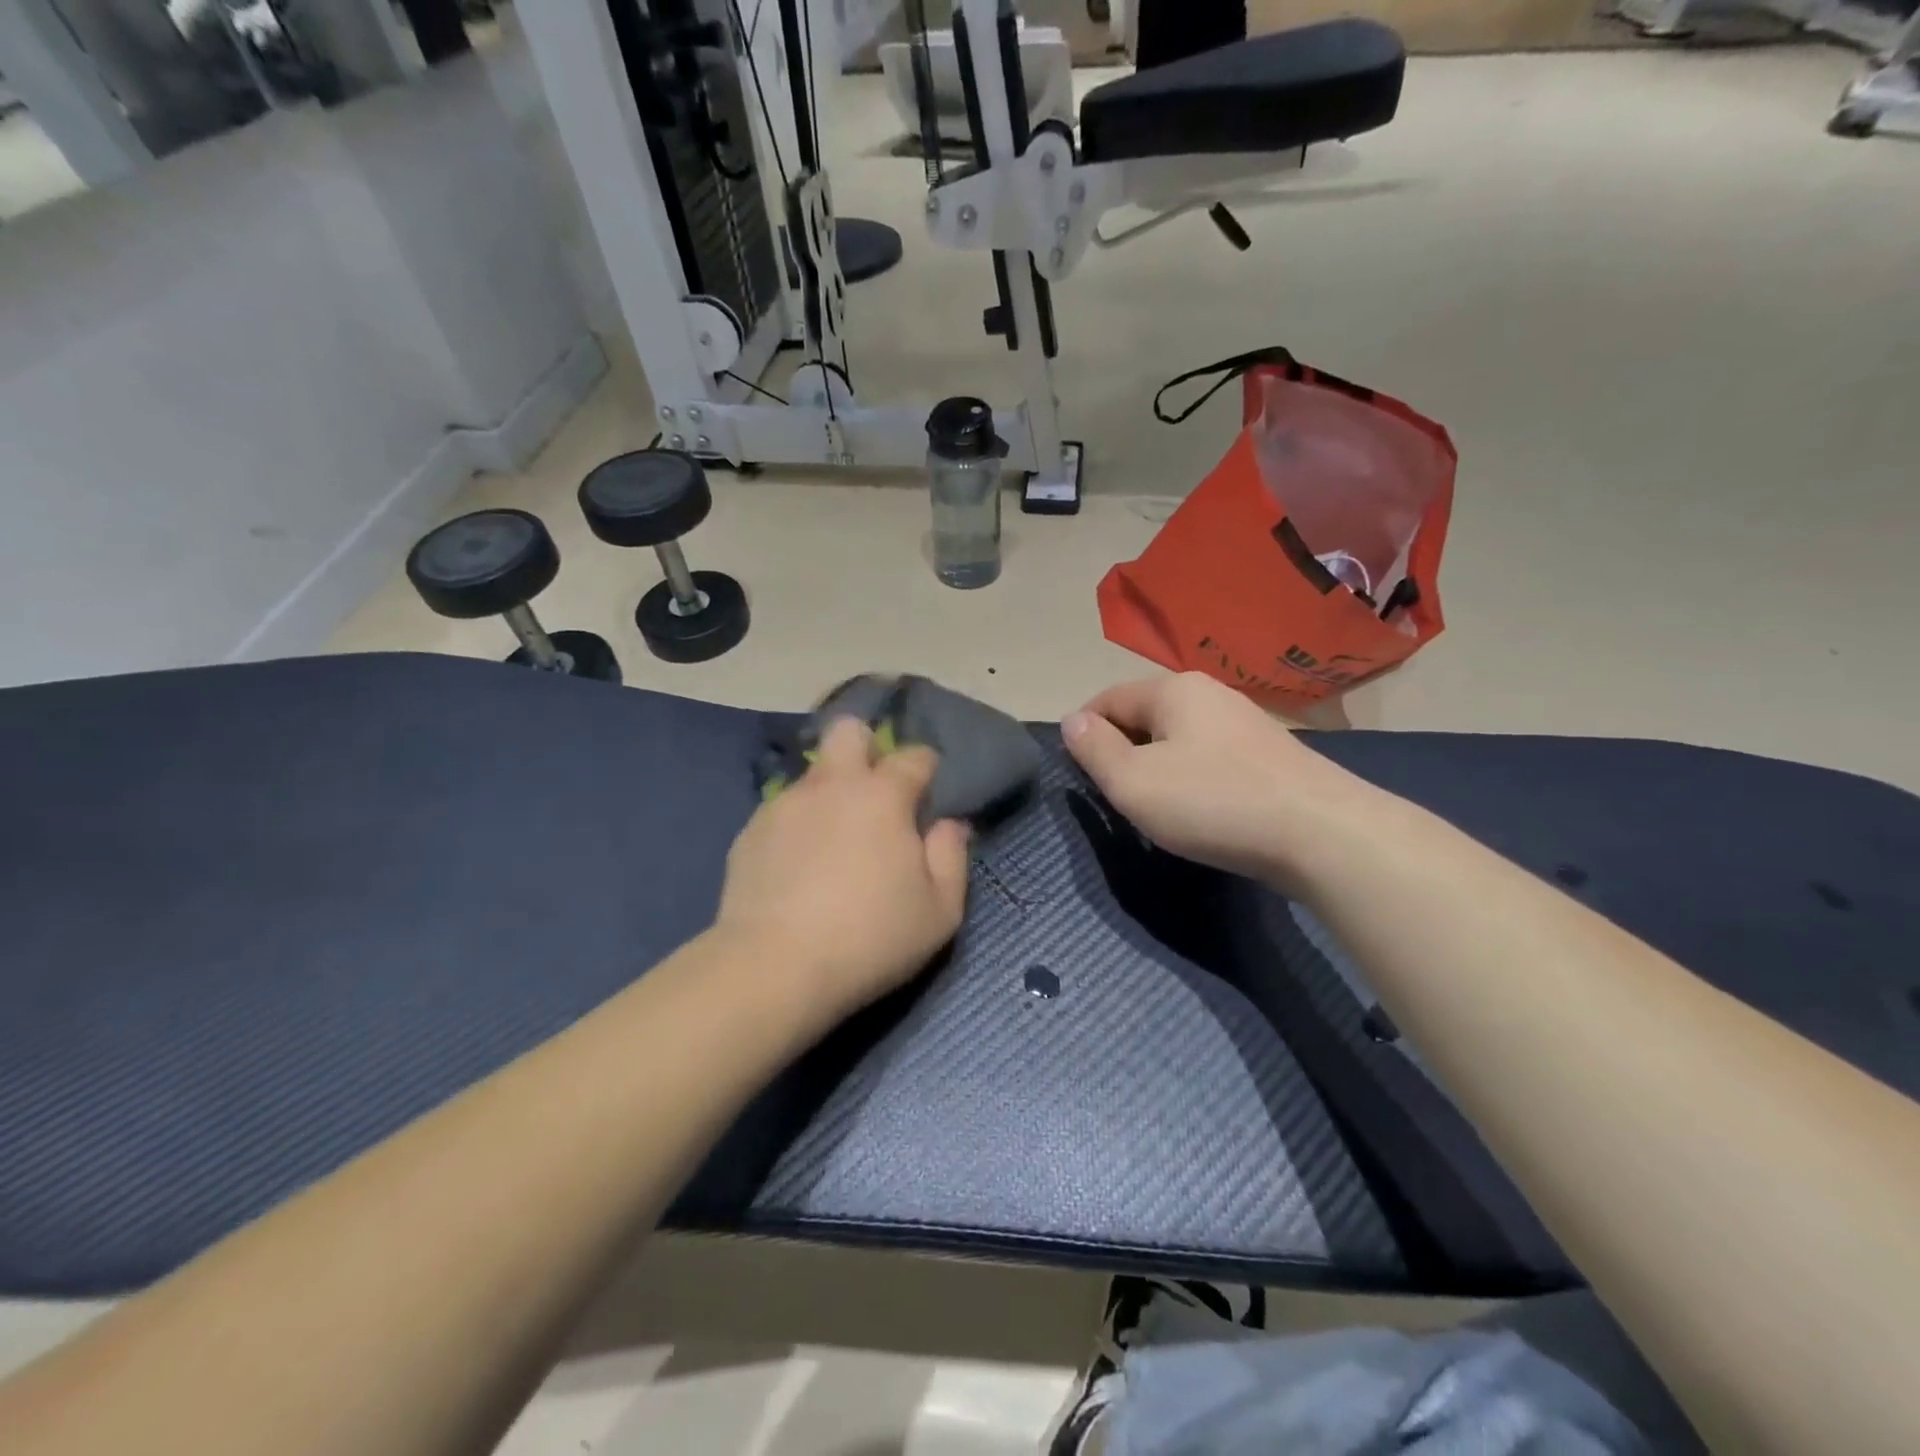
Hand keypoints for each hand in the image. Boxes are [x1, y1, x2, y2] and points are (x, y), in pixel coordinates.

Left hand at [715, 718, 970, 1025]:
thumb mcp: (939, 911)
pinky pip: (784, 811)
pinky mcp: (750, 831)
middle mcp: (831, 785)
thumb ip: (952, 858)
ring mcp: (785, 805)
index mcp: (882, 796)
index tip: (928, 797)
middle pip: (849, 731)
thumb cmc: (870, 939)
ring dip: (831, 792)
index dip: (927, 770)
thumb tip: (949, 824)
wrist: (773, 968)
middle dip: (868, 748)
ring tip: (834, 843)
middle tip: (876, 794)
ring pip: (813, 774)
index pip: (914, 756)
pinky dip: (799, 825)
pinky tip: (799, 867)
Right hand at [1062, 673, 1371, 883]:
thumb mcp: (1133, 782)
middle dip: (1121, 749)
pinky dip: (1192, 778)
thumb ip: (1094, 749)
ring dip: (1156, 765)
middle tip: (1113, 795)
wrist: (1322, 834)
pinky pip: (1210, 757)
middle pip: (1145, 715)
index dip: (1083, 732)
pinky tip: (1200, 810)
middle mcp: (1210, 694)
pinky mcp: (1270, 755)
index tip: (1076, 773)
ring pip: (1179, 738)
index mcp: (1173, 690)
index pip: (1107, 699)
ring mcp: (1246, 722)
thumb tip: (1072, 721)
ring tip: (1154, 807)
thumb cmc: (1212, 803)